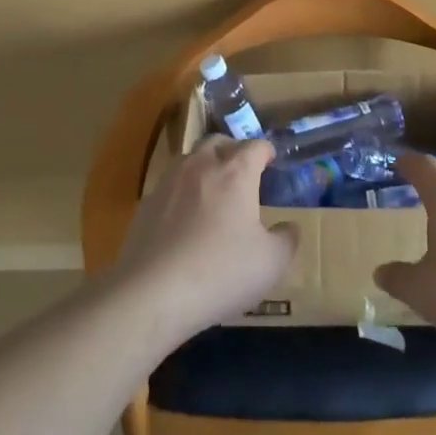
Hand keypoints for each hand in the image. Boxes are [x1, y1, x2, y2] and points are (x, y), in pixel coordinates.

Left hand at [111, 137, 298, 342]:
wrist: (152, 292)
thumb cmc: (221, 271)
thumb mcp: (271, 263)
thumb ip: (287, 239)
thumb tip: (289, 226)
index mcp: (236, 172)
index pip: (255, 146)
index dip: (267, 152)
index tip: (273, 163)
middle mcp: (201, 166)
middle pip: (218, 142)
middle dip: (234, 150)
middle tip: (244, 173)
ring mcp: (168, 182)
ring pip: (190, 159)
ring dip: (205, 167)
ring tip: (214, 192)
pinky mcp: (146, 204)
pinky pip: (170, 186)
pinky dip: (183, 192)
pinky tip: (186, 219)